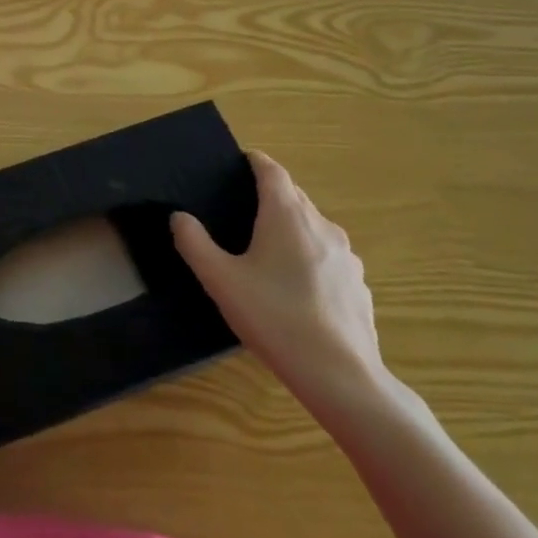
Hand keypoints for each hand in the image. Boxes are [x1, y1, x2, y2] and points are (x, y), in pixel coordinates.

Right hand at [171, 151, 383, 414]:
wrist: (340, 375)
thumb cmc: (274, 318)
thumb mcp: (220, 280)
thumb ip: (194, 243)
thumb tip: (179, 217)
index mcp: (286, 216)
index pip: (272, 171)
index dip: (254, 161)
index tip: (237, 162)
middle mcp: (321, 226)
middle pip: (294, 196)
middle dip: (269, 195)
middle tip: (239, 208)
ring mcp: (346, 256)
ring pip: (313, 227)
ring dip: (290, 228)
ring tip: (265, 251)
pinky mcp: (358, 284)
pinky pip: (328, 257)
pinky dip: (309, 257)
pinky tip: (295, 289)